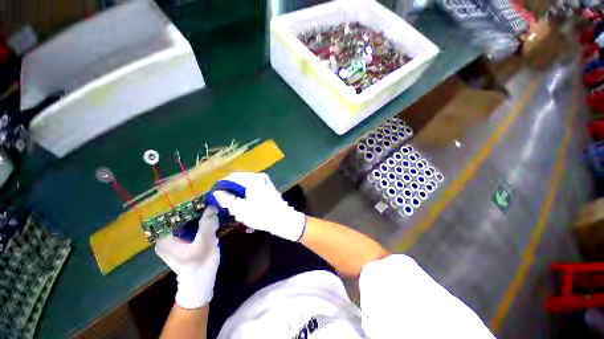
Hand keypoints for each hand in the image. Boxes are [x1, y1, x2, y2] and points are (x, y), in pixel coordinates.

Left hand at [155, 207, 220, 308]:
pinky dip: (199, 219)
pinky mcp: (183, 239)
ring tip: (210, 206)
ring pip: (185, 219)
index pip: (170, 214)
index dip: (184, 205)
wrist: (201, 281)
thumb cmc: (200, 265)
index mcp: (164, 238)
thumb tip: (212, 206)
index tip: (199, 197)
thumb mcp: (204, 244)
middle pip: (178, 216)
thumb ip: (207, 224)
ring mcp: (174, 238)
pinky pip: (189, 224)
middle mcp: (166, 236)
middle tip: (208, 201)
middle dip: (193, 208)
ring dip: (197, 213)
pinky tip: (209, 216)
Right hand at [210, 172, 305, 241]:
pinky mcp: (267, 188)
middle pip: (239, 181)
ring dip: (238, 195)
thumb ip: (226, 199)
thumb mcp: (240, 208)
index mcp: (252, 179)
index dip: (221, 185)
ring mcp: (265, 182)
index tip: (214, 195)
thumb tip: (217, 192)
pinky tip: (244, 207)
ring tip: (234, 208)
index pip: (232, 177)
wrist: (283, 220)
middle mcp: (259, 177)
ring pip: (245, 186)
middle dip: (230, 191)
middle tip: (224, 203)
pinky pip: (252, 189)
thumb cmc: (261, 214)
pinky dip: (246, 196)